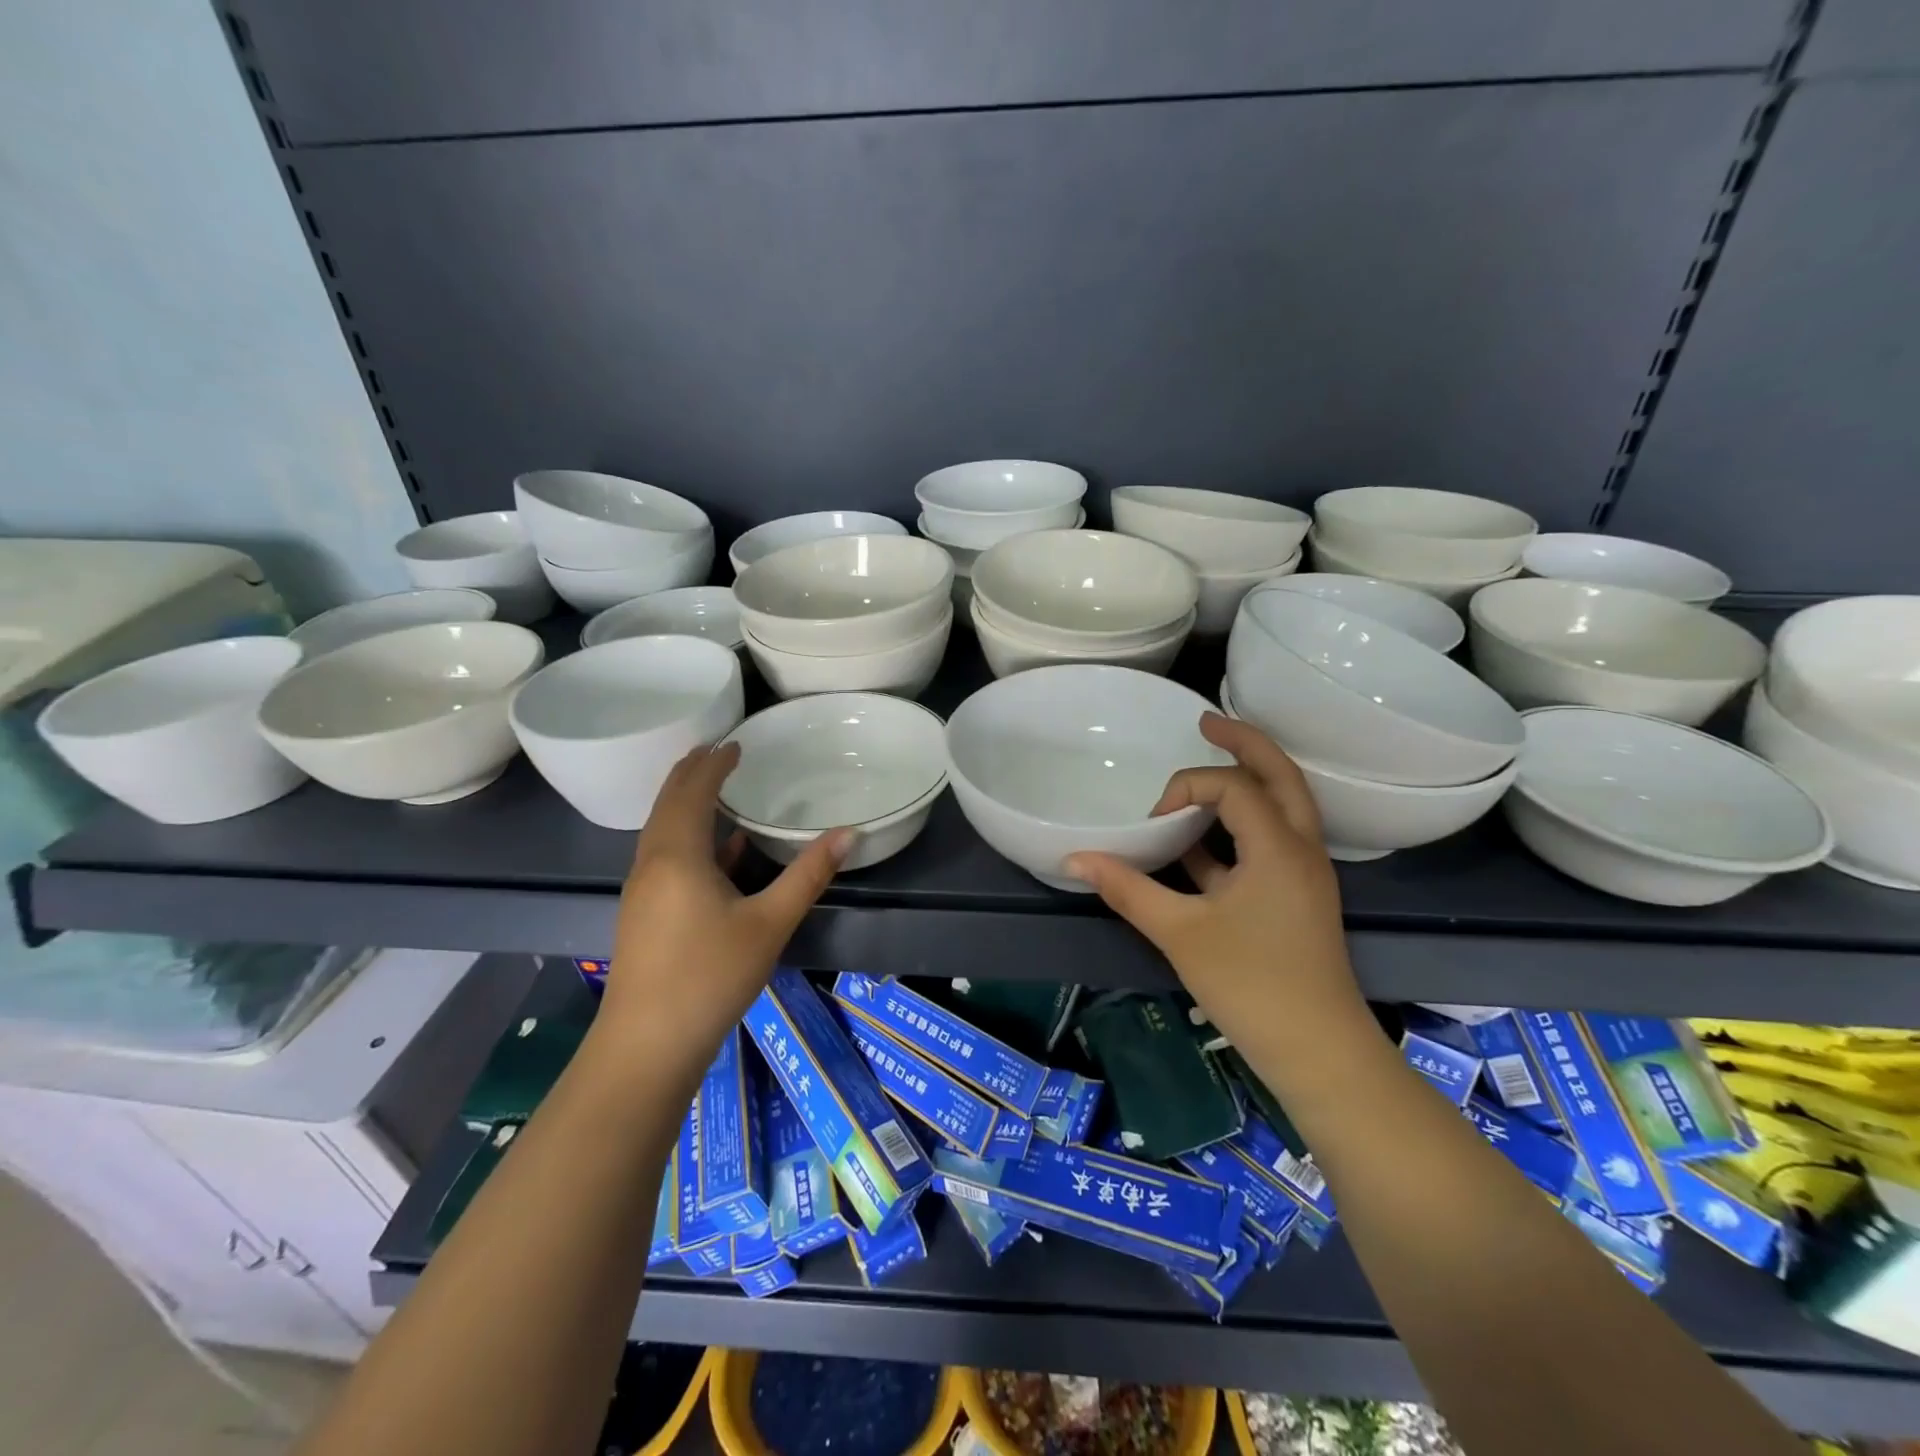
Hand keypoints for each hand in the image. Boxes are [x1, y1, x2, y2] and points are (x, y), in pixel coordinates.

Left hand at [597, 743, 850, 1077]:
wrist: (647, 1046)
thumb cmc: (710, 977)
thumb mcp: (770, 923)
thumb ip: (809, 875)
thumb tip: (848, 832)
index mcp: (677, 854)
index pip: (693, 791)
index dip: (713, 764)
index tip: (736, 742)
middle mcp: (652, 862)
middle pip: (668, 803)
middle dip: (691, 773)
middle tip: (717, 750)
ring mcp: (642, 889)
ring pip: (661, 829)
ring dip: (684, 802)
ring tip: (712, 786)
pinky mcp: (643, 912)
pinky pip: (663, 853)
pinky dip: (686, 834)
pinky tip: (715, 850)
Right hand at [1066, 714, 1369, 1066]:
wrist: (1318, 1052)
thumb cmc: (1251, 985)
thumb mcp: (1179, 932)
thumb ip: (1127, 888)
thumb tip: (1074, 858)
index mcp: (1278, 846)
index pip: (1232, 786)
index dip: (1185, 789)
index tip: (1154, 823)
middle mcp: (1301, 847)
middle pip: (1280, 775)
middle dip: (1244, 742)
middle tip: (1206, 719)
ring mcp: (1303, 872)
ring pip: (1282, 806)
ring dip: (1248, 780)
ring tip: (1212, 759)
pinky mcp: (1295, 896)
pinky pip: (1270, 841)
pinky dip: (1239, 828)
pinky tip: (1198, 842)